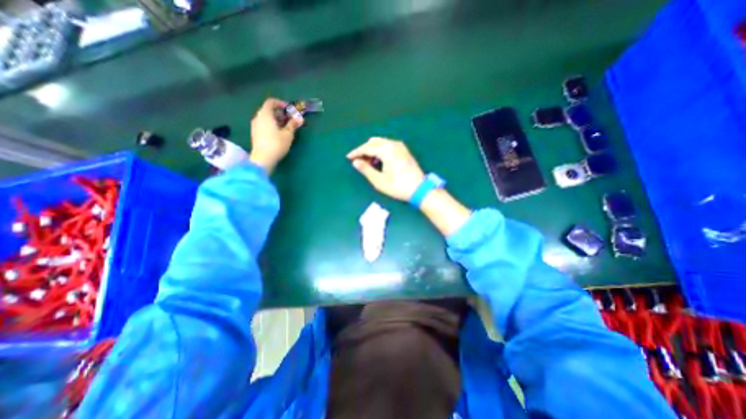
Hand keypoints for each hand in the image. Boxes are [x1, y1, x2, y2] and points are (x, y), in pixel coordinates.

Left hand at [249, 98, 303, 173]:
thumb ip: (293, 125)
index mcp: (265, 114)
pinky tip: (279, 133)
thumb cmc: (276, 144)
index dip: (280, 103)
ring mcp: (255, 126)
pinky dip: (271, 125)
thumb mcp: (288, 134)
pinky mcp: (255, 134)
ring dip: (276, 120)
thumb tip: (300, 119)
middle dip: (279, 113)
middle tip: (289, 118)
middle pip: (268, 110)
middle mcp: (258, 117)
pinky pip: (264, 124)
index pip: (271, 102)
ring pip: (266, 118)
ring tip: (286, 127)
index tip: (289, 108)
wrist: (263, 159)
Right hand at [345, 138, 421, 201]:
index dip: (356, 152)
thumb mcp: (379, 181)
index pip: (367, 148)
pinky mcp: (404, 151)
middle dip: (364, 150)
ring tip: (369, 163)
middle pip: (374, 142)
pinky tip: (380, 161)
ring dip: (373, 150)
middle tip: (359, 161)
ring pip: (381, 143)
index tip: (348, 157)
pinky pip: (388, 145)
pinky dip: (381, 150)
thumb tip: (355, 162)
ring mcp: (400, 146)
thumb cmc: (398, 186)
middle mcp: (393, 144)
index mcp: (387, 150)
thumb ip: (366, 170)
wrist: (419, 189)